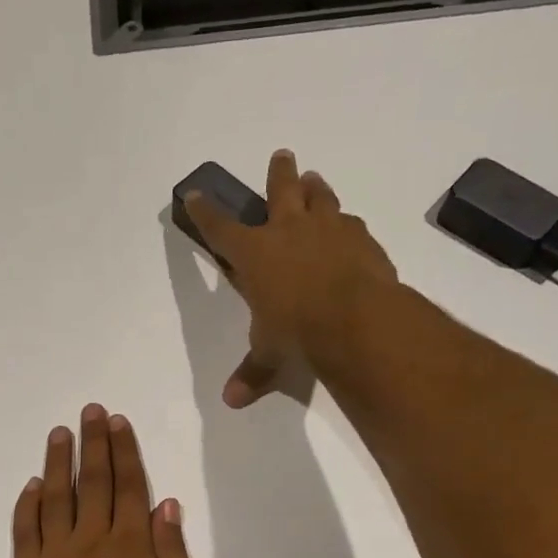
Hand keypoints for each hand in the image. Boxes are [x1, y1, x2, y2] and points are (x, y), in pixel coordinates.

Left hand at [13, 404, 206, 557]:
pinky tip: (32, 485)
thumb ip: (174, 552)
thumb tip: (165, 504)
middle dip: (93, 443)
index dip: (124, 450)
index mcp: (131, 545)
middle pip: (93, 481)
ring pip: (56, 498)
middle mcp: (92, 540)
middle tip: (90, 411)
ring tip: (59, 433)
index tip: (117, 422)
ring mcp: (55, 556)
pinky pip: (25, 531)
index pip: (128, 485)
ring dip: (58, 462)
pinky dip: (28, 505)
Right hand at [184, 150, 400, 408]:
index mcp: (255, 253)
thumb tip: (232, 401)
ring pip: (320, 196)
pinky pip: (350, 223)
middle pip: (280, 189)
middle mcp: (289, 230)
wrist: (356, 319)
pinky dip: (345, 224)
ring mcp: (329, 228)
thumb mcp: (269, 353)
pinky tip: (348, 230)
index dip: (205, 212)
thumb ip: (252, 372)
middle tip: (281, 156)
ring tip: (314, 180)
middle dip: (278, 173)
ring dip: (315, 188)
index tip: (195, 195)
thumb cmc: (297, 330)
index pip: (220, 228)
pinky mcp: (362, 238)